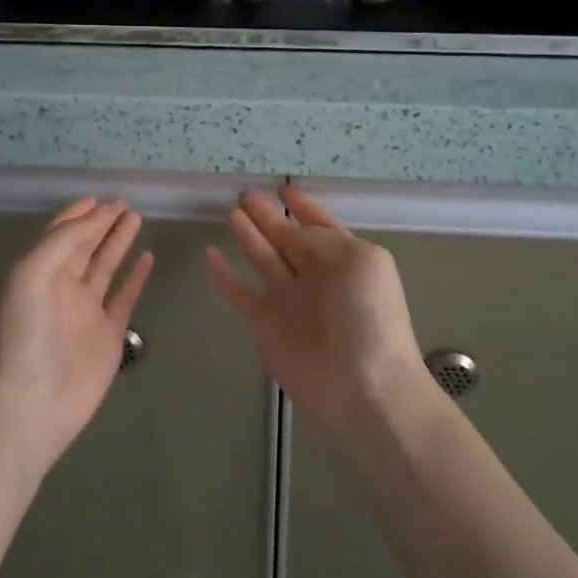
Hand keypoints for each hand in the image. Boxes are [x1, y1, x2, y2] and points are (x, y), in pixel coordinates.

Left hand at [0, 198, 153, 474]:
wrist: (30, 405)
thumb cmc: (24, 335)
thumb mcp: (31, 274)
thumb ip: (63, 241)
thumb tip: (95, 215)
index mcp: (38, 271)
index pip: (61, 232)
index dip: (79, 213)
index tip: (99, 197)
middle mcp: (62, 287)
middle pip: (85, 245)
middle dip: (102, 222)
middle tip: (126, 202)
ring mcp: (86, 312)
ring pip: (106, 266)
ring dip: (119, 241)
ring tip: (137, 217)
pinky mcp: (108, 336)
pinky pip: (124, 297)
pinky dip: (136, 277)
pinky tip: (147, 257)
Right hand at [205, 187, 429, 451]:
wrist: (362, 389)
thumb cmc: (367, 317)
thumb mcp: (356, 260)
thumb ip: (320, 239)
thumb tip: (290, 230)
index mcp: (345, 258)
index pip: (319, 224)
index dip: (302, 206)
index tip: (283, 187)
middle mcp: (317, 276)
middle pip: (287, 238)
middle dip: (269, 216)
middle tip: (245, 194)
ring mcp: (290, 301)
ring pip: (263, 259)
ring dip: (249, 236)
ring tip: (231, 212)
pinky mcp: (266, 326)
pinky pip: (240, 294)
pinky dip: (224, 276)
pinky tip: (210, 254)